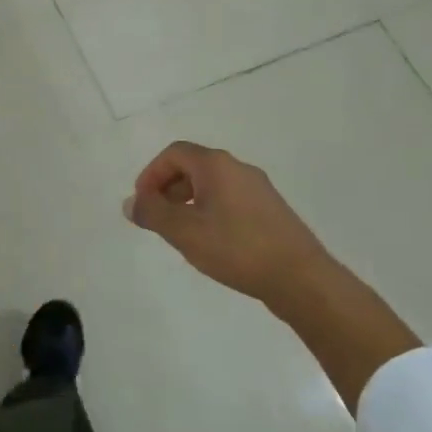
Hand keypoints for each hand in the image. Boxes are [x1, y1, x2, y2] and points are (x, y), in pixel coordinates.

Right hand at [124, 141, 335, 308]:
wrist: (300, 278)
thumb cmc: (236, 248)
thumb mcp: (184, 232)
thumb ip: (152, 213)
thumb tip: (131, 202)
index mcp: (216, 165)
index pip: (174, 154)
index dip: (151, 174)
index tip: (142, 203)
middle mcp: (238, 168)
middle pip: (193, 166)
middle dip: (167, 188)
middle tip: (157, 218)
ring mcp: (258, 188)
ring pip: (212, 185)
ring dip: (187, 201)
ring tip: (180, 233)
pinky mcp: (270, 210)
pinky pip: (229, 199)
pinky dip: (209, 211)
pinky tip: (210, 242)